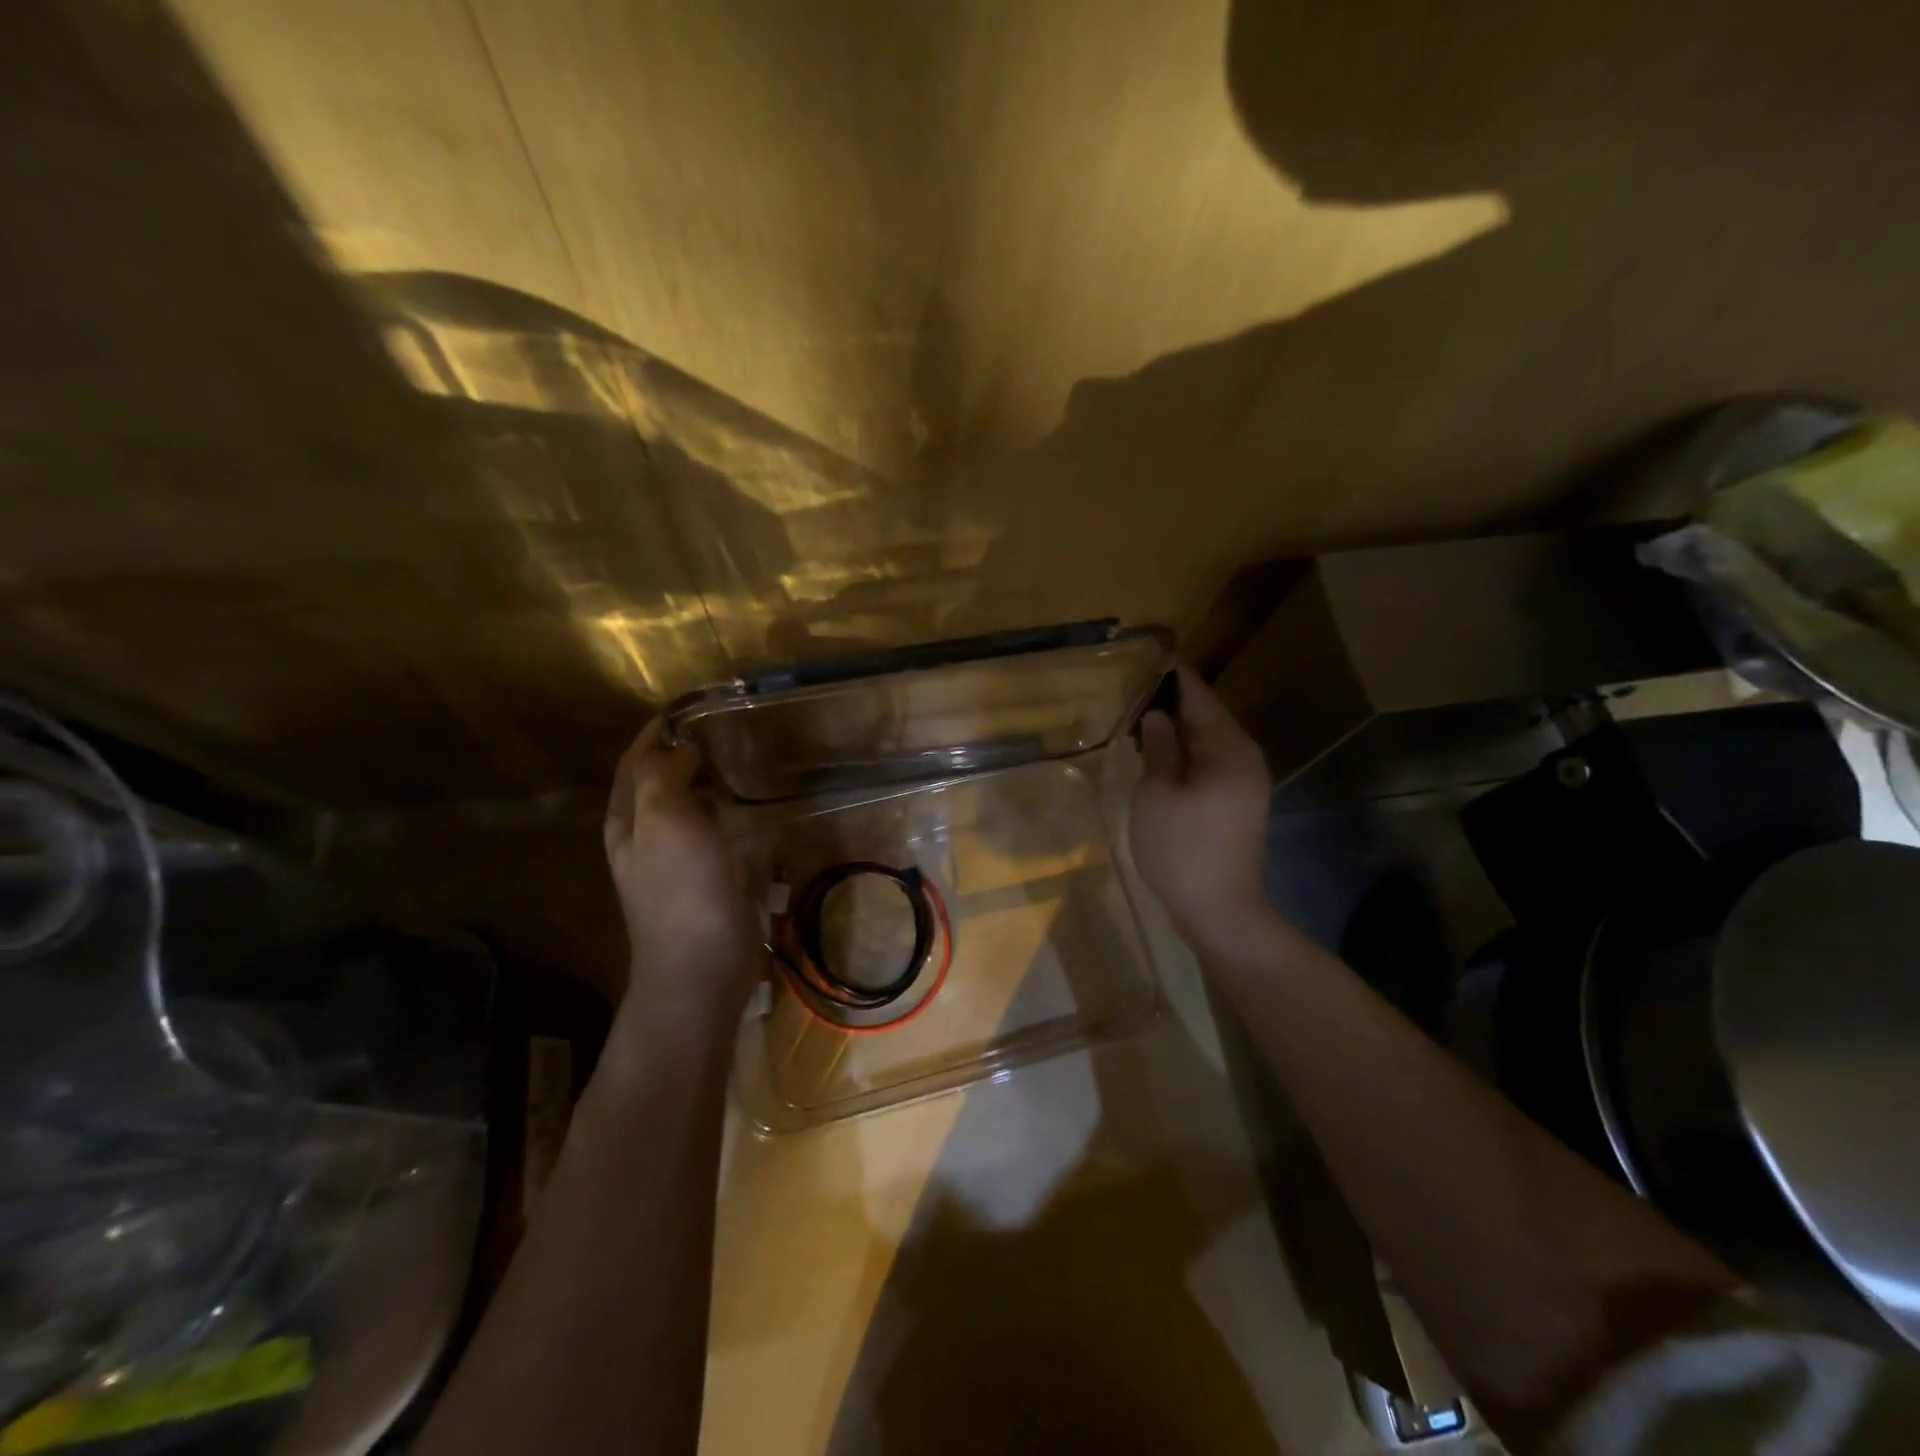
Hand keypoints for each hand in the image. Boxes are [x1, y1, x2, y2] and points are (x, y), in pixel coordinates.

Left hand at [604, 720, 758, 1023]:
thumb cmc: (682, 891)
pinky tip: (738, 810)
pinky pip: (706, 834)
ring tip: (726, 761)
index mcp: (628, 822)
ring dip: (696, 783)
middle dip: (673, 755)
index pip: (634, 764)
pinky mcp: (702, 882)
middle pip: (652, 785)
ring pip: (680, 809)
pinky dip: (716, 812)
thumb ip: (666, 777)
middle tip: (710, 731)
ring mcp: (672, 864)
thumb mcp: (666, 822)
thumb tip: (679, 747)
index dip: (653, 735)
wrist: (701, 969)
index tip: (682, 710)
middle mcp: (643, 839)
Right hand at [1130, 668, 1275, 952]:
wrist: (1220, 910)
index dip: (1174, 678)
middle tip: (1134, 694)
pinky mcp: (1239, 802)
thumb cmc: (1182, 849)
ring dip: (1177, 732)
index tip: (1149, 660)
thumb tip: (1158, 714)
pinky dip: (1186, 755)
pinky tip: (1159, 759)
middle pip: (1207, 718)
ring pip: (1208, 742)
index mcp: (1228, 749)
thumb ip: (1158, 748)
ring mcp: (1246, 782)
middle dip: (1173, 705)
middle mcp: (1245, 757)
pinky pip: (1210, 764)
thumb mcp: (1157, 794)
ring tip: (1140, 723)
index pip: (1200, 698)